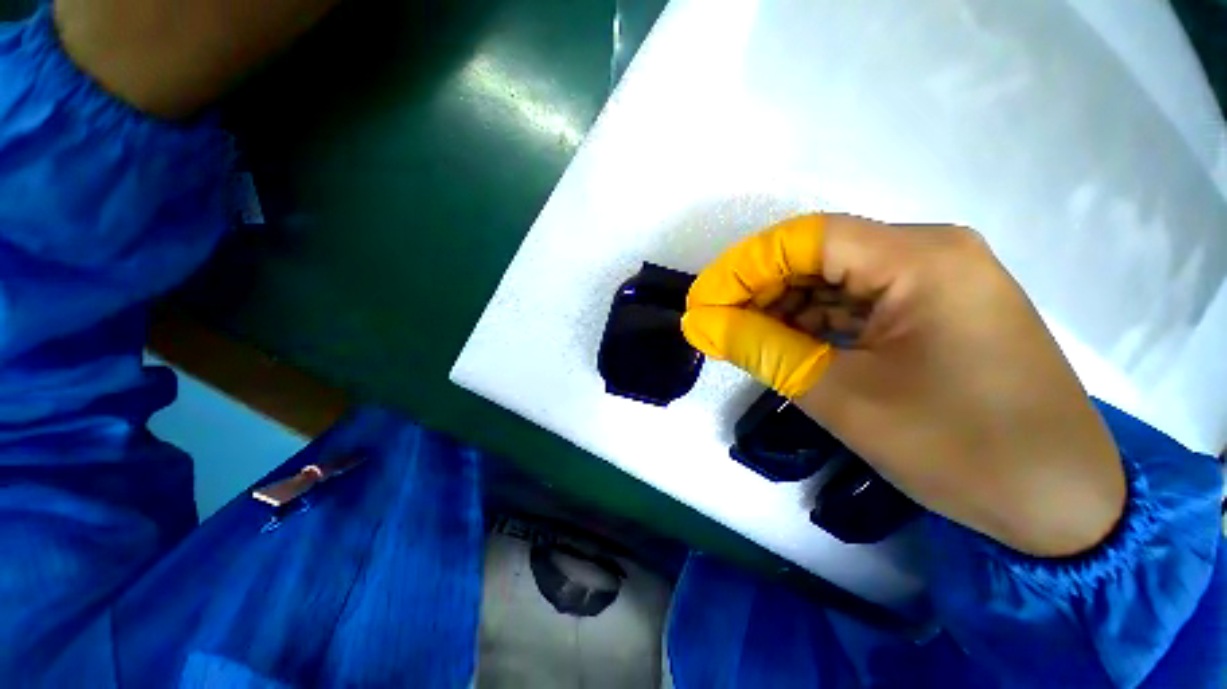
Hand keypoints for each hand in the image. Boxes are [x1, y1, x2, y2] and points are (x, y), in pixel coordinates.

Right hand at [682, 214, 1125, 556]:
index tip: (700, 303)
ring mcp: (935, 279)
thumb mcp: (841, 396)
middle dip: (756, 288)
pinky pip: (855, 300)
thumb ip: (761, 349)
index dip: (741, 267)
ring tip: (741, 338)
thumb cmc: (960, 450)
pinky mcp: (934, 308)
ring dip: (780, 306)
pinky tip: (784, 344)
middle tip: (714, 324)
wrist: (1059, 503)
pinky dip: (812, 320)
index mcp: (921, 259)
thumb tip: (699, 323)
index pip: (805, 239)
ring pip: (832, 278)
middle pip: (817, 254)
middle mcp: (930, 252)